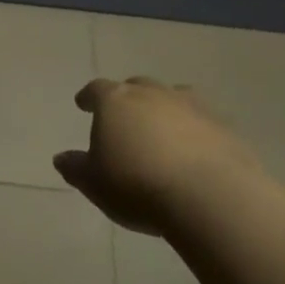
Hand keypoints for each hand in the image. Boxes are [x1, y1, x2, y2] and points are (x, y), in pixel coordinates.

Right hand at [55, 77, 259, 233]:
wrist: (209, 196)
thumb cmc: (137, 185)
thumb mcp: (95, 183)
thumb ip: (76, 168)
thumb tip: (61, 158)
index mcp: (115, 101)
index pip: (97, 90)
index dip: (89, 97)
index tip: (83, 103)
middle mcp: (152, 94)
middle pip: (136, 87)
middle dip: (128, 98)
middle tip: (124, 116)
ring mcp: (191, 106)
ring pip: (173, 96)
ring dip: (164, 108)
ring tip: (162, 128)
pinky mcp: (223, 126)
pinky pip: (202, 120)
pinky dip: (194, 129)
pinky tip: (195, 149)